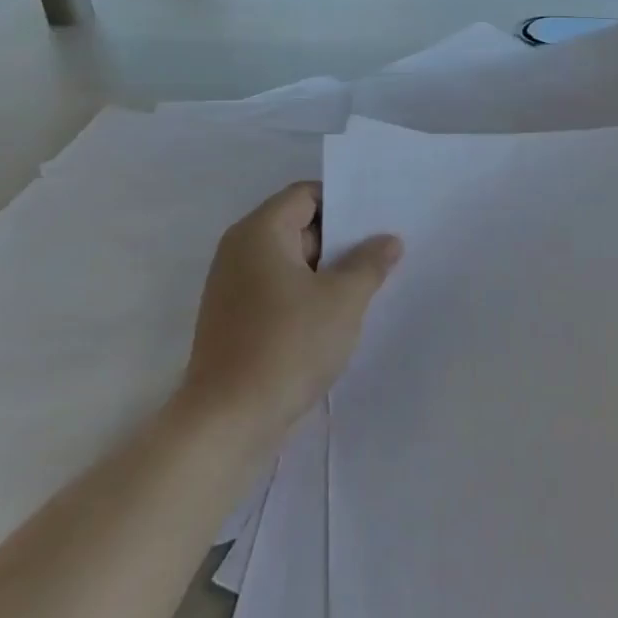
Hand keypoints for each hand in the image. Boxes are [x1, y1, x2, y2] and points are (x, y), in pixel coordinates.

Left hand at [181, 182, 401, 447]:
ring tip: (371, 283)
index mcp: (260, 232)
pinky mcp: (236, 320)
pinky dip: (308, 295)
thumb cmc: (288, 345)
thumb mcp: (342, 299)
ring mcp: (234, 288)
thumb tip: (388, 240)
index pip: (306, 195)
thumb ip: (369, 263)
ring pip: (291, 263)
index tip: (379, 218)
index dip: (344, 202)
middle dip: (341, 239)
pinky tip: (340, 316)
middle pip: (298, 226)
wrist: (228, 421)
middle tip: (385, 251)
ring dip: (328, 271)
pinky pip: (279, 291)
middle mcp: (240, 251)